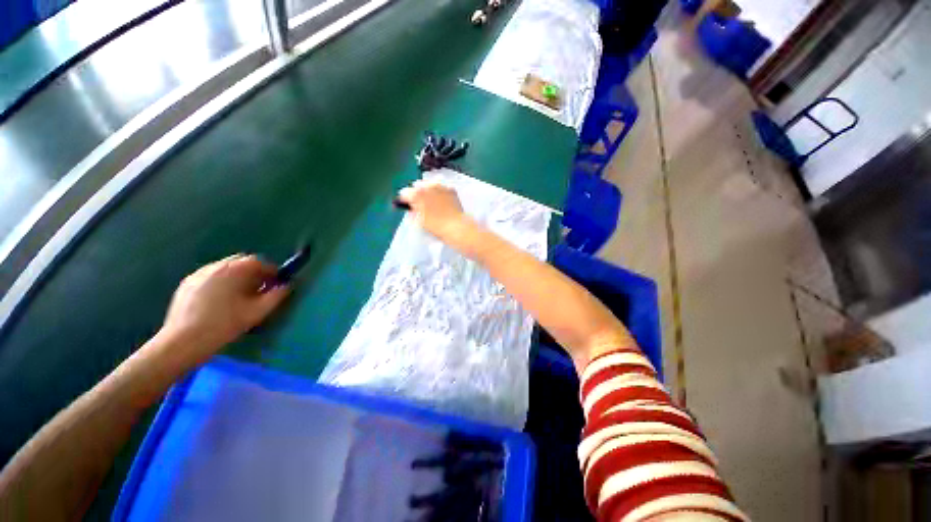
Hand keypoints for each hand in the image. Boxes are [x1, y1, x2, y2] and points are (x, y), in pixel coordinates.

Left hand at [155, 255, 289, 366]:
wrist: (182, 342)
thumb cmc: (224, 324)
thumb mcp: (258, 312)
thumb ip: (277, 295)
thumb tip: (287, 286)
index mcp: (234, 270)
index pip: (259, 262)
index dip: (271, 272)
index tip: (276, 284)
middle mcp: (216, 266)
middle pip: (241, 262)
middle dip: (254, 273)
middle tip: (259, 290)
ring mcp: (198, 274)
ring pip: (225, 269)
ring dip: (237, 277)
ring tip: (239, 296)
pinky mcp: (187, 284)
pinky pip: (211, 277)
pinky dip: (221, 282)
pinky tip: (220, 301)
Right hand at [397, 180, 475, 247]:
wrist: (456, 227)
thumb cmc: (436, 227)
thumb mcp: (419, 222)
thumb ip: (412, 212)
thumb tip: (411, 209)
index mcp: (416, 194)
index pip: (404, 192)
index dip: (405, 200)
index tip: (407, 205)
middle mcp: (427, 186)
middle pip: (417, 186)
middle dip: (417, 194)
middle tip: (421, 205)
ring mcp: (440, 186)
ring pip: (429, 184)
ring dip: (429, 191)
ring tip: (432, 203)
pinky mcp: (451, 189)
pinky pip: (442, 188)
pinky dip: (440, 192)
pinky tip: (443, 202)